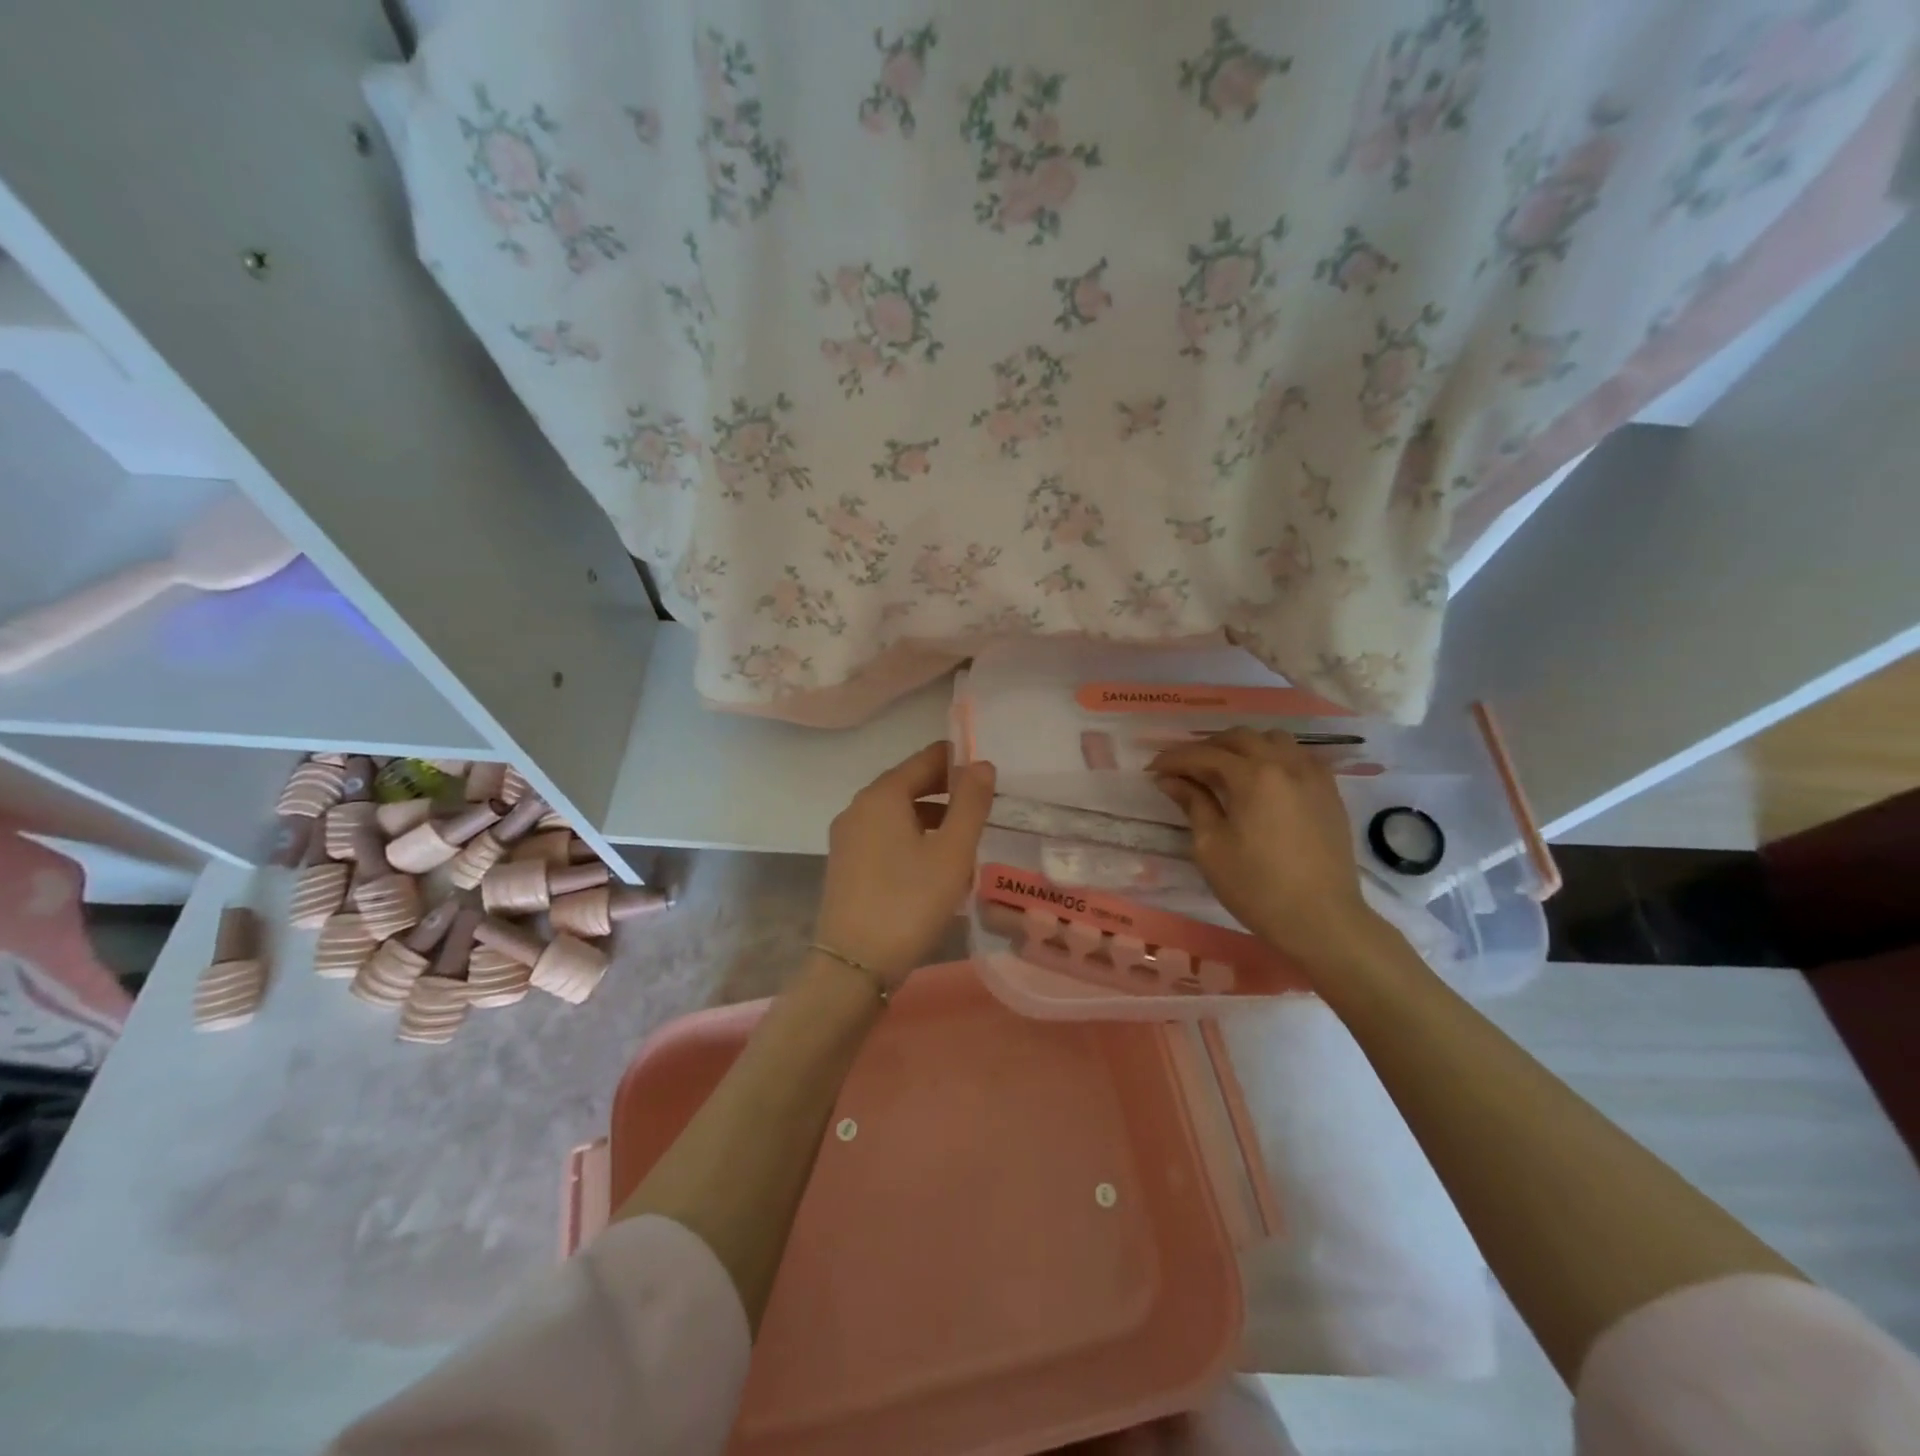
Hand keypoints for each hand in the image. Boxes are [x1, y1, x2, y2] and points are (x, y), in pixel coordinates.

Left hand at [815, 742, 995, 983]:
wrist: (854, 966)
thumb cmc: (909, 901)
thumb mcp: (952, 852)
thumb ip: (971, 803)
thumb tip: (981, 764)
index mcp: (882, 795)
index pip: (926, 759)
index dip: (958, 761)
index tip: (988, 775)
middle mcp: (858, 807)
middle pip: (908, 784)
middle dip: (946, 792)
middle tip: (982, 808)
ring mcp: (847, 837)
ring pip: (896, 813)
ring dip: (930, 818)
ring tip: (963, 840)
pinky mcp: (844, 864)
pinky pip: (883, 837)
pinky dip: (911, 839)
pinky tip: (933, 866)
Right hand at [1150, 729, 1386, 975]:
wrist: (1322, 919)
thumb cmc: (1256, 887)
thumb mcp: (1211, 847)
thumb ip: (1192, 804)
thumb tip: (1169, 779)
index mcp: (1253, 776)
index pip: (1205, 755)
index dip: (1175, 759)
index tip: (1153, 770)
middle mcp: (1285, 764)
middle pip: (1239, 738)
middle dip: (1207, 748)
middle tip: (1185, 769)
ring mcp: (1313, 776)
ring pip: (1273, 740)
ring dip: (1243, 747)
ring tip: (1225, 770)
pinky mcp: (1329, 792)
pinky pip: (1298, 757)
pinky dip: (1273, 758)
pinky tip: (1262, 781)